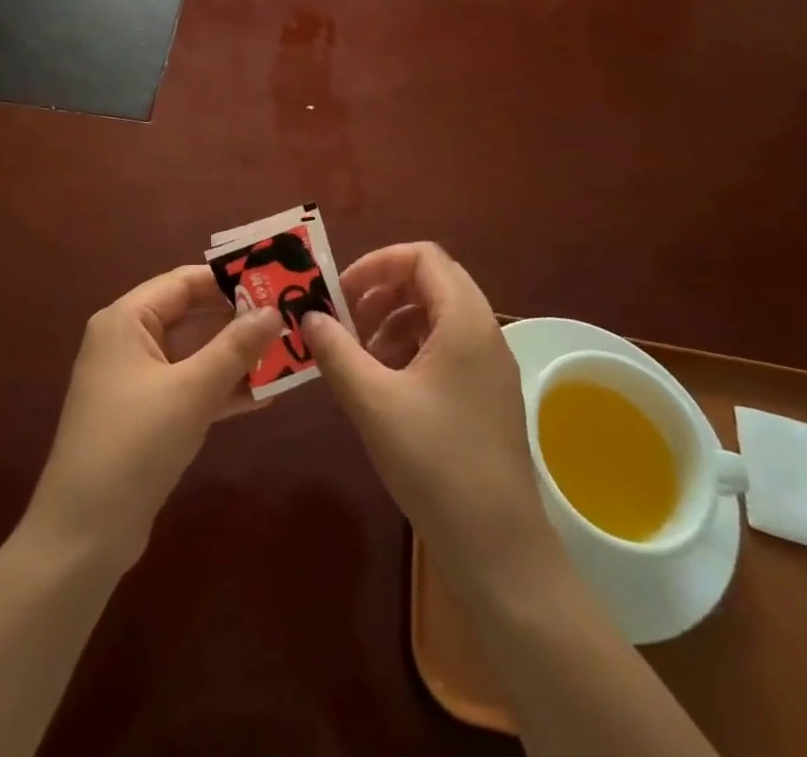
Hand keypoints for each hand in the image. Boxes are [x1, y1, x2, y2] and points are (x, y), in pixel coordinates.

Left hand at [24, 265, 281, 572]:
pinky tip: (264, 395)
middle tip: (290, 318)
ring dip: (236, 356)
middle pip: (191, 315)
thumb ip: (235, 348)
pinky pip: (189, 387)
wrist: (83, 535)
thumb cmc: (134, 445)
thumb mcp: (191, 391)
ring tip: (287, 353)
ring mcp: (135, 380)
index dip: (230, 280)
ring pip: (194, 354)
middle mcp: (128, 340)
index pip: (185, 281)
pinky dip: (221, 388)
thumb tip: (274, 311)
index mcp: (127, 319)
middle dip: (239, 320)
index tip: (276, 281)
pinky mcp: (144, 415)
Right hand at [302, 243, 556, 589]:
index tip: (341, 293)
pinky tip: (383, 383)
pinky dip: (410, 348)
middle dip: (382, 291)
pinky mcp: (486, 394)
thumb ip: (336, 351)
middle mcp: (484, 331)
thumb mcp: (373, 402)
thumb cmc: (435, 463)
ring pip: (436, 315)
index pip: (422, 256)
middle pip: (430, 281)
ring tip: (358, 355)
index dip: (377, 263)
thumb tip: (307, 316)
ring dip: (393, 320)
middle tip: (344, 319)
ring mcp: (489, 365)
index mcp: (465, 320)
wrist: (499, 551)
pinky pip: (445, 347)